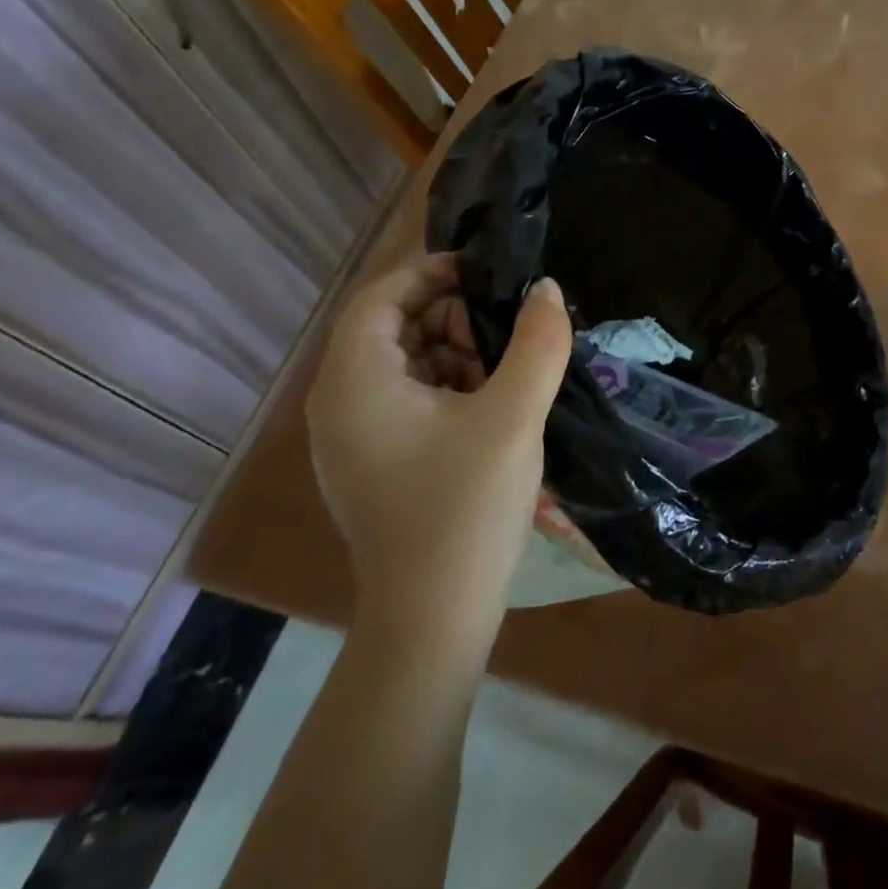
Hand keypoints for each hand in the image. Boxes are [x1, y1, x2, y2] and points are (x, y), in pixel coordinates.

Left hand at [306, 253, 571, 624]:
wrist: (434, 616)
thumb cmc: (466, 506)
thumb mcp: (513, 415)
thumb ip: (537, 343)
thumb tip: (547, 290)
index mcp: (356, 381)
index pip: (381, 295)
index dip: (432, 272)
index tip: (487, 272)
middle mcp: (340, 402)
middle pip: (391, 326)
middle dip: (451, 316)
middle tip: (507, 330)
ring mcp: (353, 437)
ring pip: (403, 363)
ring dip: (454, 352)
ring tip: (506, 371)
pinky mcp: (373, 462)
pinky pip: (406, 399)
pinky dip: (447, 387)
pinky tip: (491, 406)